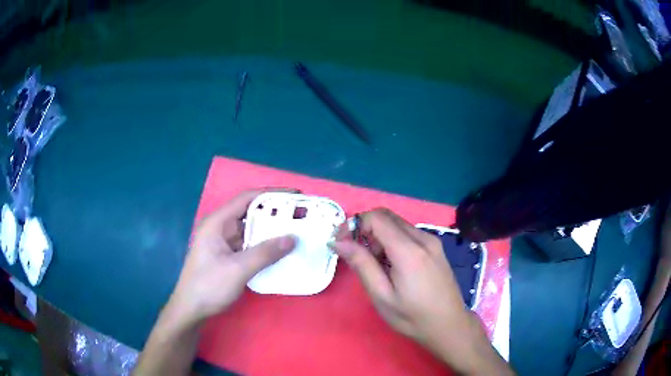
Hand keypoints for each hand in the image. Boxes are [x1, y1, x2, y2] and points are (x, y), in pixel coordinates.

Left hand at [167, 189, 296, 325]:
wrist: (190, 309)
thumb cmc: (208, 286)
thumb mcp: (237, 269)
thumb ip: (265, 253)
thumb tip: (292, 238)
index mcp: (217, 223)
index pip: (247, 198)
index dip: (272, 194)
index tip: (295, 196)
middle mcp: (219, 228)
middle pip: (249, 212)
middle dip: (274, 212)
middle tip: (300, 215)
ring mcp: (222, 243)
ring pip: (250, 230)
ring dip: (270, 230)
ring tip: (295, 231)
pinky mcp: (226, 256)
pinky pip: (248, 244)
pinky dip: (263, 245)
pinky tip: (279, 250)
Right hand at [332, 208, 510, 374]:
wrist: (449, 324)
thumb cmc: (412, 317)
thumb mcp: (382, 296)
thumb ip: (361, 264)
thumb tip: (339, 241)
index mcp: (409, 250)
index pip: (376, 217)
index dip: (354, 225)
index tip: (342, 244)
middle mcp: (422, 238)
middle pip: (386, 216)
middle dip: (365, 228)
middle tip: (356, 254)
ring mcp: (432, 241)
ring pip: (397, 223)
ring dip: (379, 235)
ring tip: (374, 264)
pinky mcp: (436, 247)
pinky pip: (408, 233)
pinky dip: (393, 240)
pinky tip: (391, 264)